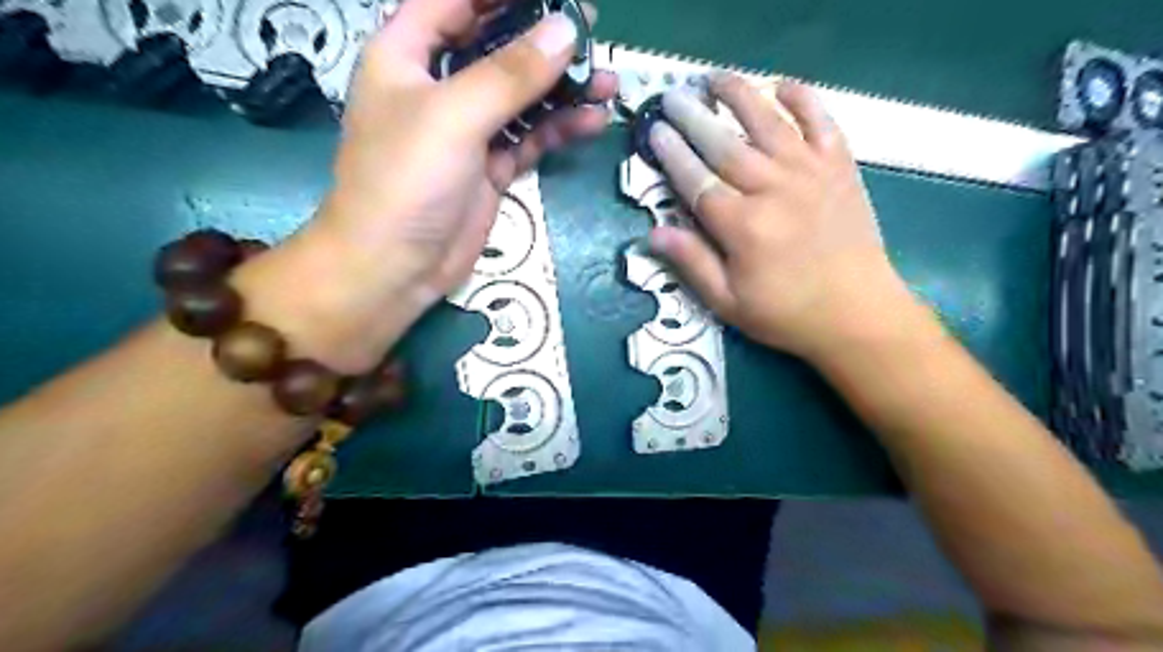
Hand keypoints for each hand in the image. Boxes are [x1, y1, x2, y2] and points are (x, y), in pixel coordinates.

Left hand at [234, 1, 616, 370]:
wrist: (396, 266)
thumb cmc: (406, 180)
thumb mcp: (454, 115)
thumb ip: (511, 73)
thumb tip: (566, 31)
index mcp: (407, 54)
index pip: (454, 2)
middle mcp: (439, 87)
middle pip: (494, 46)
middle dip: (541, 39)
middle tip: (590, 33)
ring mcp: (468, 130)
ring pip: (520, 97)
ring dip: (561, 90)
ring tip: (606, 83)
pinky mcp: (489, 167)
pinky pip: (529, 138)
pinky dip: (558, 130)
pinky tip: (591, 122)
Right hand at [645, 74, 917, 363]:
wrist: (857, 314)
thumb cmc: (786, 313)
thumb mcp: (728, 302)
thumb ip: (692, 263)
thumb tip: (652, 233)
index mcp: (742, 226)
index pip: (696, 180)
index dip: (672, 154)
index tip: (655, 131)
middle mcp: (773, 190)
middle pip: (724, 145)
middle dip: (693, 118)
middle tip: (672, 97)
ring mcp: (810, 173)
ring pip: (767, 123)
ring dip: (738, 96)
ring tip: (714, 78)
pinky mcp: (840, 168)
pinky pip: (822, 122)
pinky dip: (804, 99)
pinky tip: (783, 86)